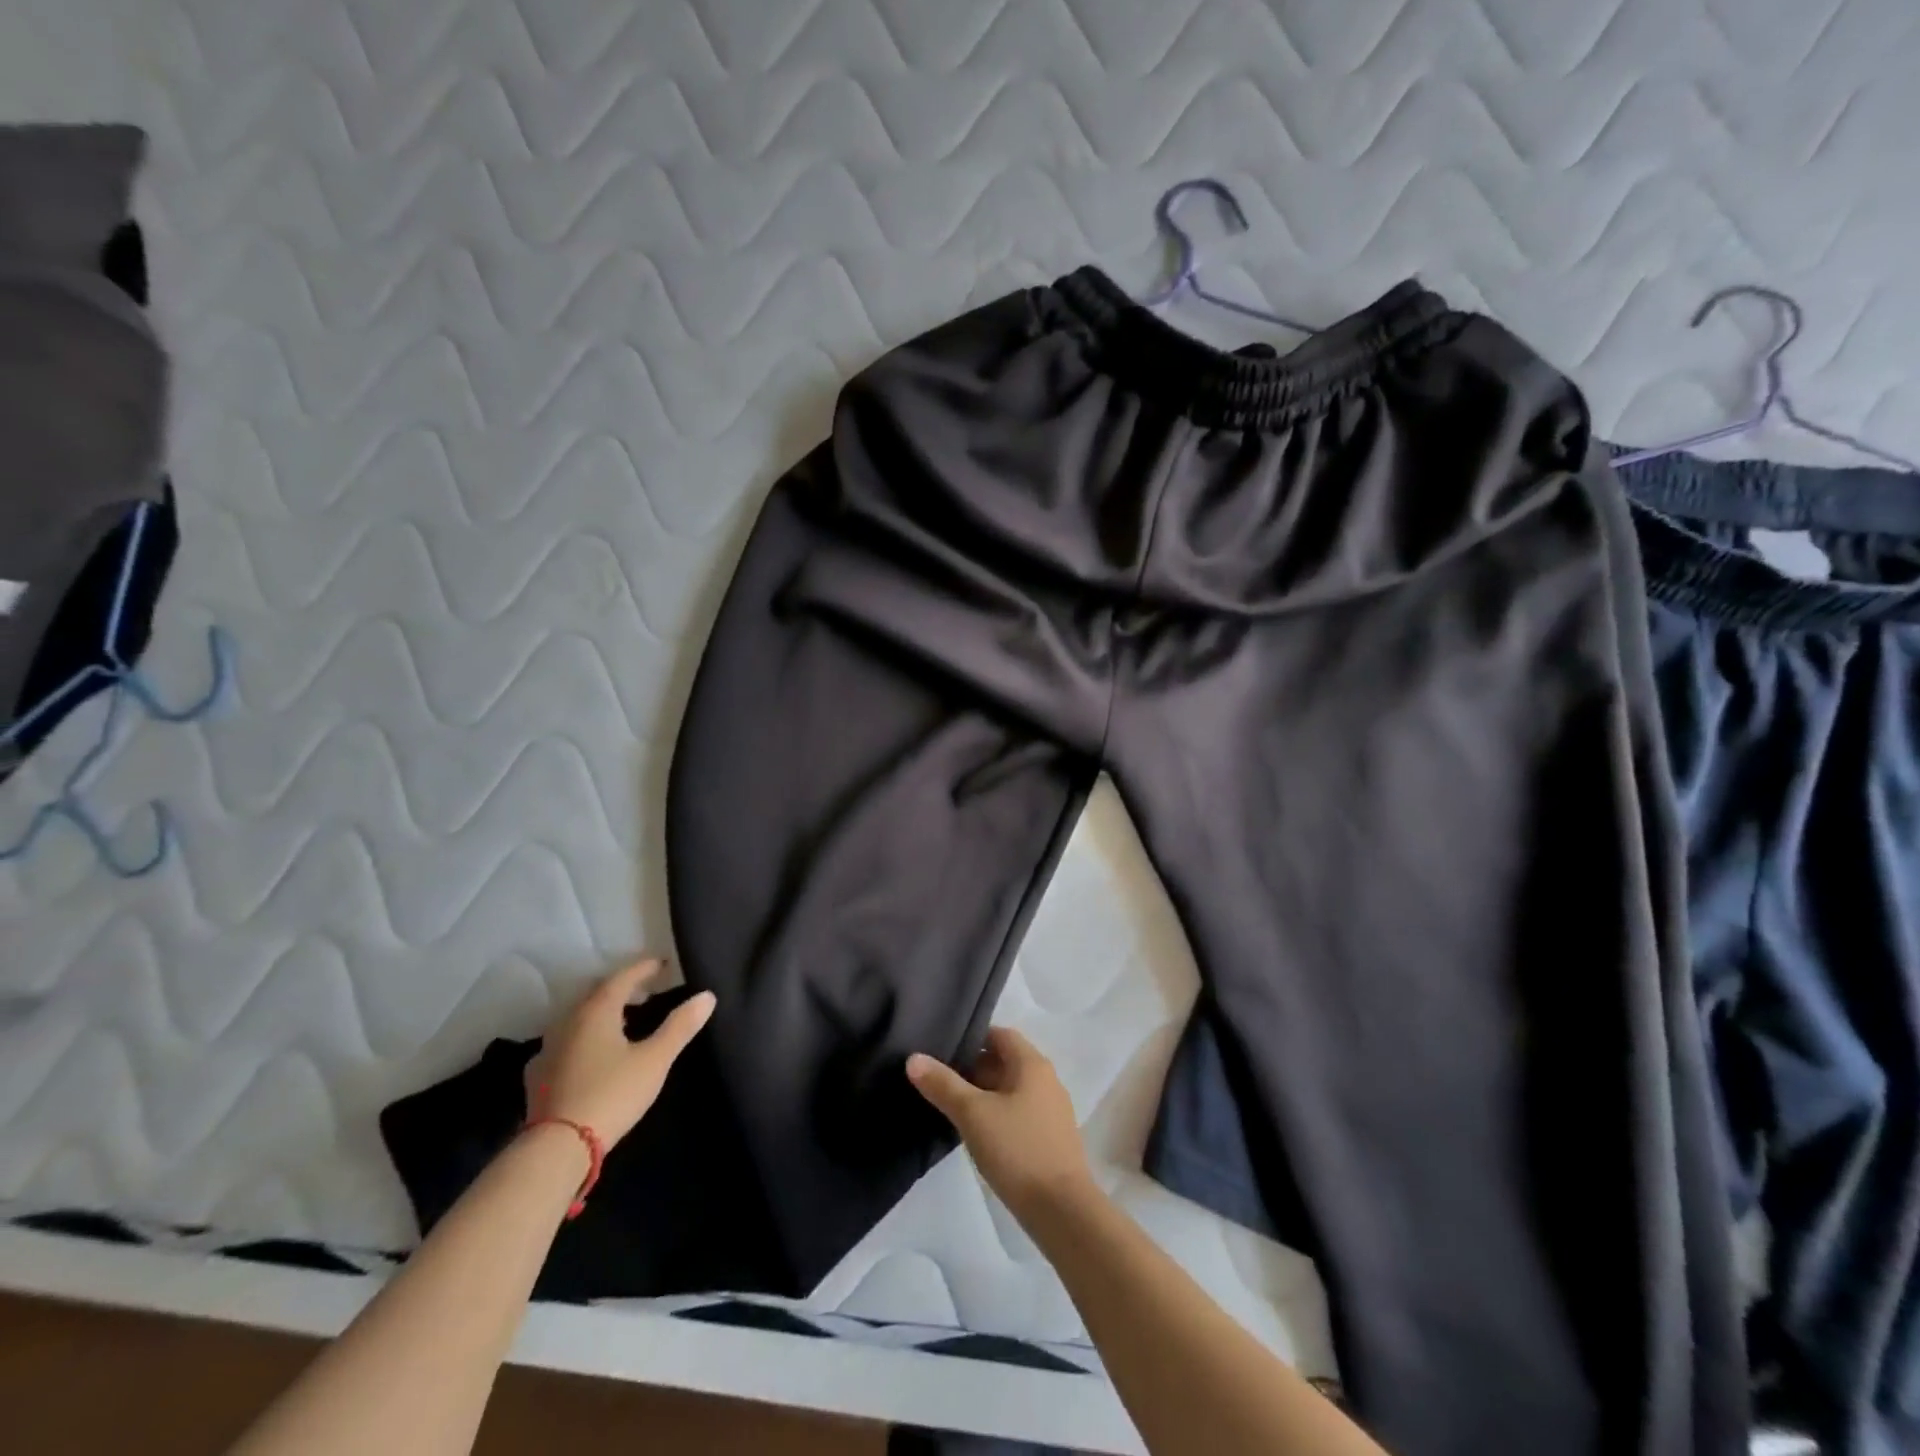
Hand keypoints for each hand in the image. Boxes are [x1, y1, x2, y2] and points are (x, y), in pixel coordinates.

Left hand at [523, 959, 715, 1148]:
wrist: (557, 1148)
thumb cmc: (612, 1094)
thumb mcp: (655, 1060)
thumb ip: (680, 1026)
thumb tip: (707, 996)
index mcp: (597, 1011)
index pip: (623, 977)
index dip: (645, 968)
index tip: (663, 964)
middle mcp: (568, 1022)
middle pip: (597, 993)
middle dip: (622, 987)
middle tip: (646, 989)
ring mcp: (548, 1049)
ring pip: (578, 1017)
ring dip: (601, 1012)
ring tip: (621, 1019)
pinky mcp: (538, 1076)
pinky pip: (564, 1042)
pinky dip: (582, 1038)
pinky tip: (589, 1053)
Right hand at [907, 1026, 1095, 1226]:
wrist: (1062, 1211)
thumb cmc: (1017, 1150)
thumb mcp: (973, 1114)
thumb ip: (943, 1084)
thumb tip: (914, 1058)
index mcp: (1032, 1064)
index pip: (1000, 1034)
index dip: (972, 1038)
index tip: (942, 1050)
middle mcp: (1046, 1080)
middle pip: (1004, 1061)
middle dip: (972, 1068)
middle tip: (938, 1080)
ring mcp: (1050, 1110)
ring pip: (1010, 1090)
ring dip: (983, 1094)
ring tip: (950, 1106)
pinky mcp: (1050, 1138)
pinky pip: (1018, 1113)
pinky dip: (996, 1114)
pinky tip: (976, 1133)